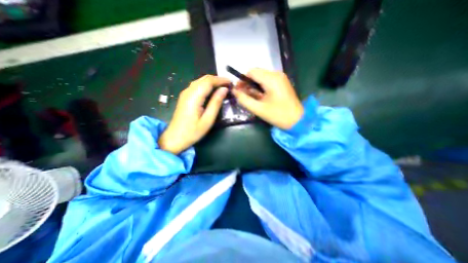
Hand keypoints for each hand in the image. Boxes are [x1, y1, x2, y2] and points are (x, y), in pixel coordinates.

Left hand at [157, 74, 228, 154]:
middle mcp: (188, 91)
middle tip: (228, 84)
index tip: (231, 82)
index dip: (221, 79)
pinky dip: (206, 86)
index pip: (208, 81)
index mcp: (194, 97)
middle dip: (217, 79)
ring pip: (200, 81)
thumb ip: (216, 103)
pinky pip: (197, 86)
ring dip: (212, 82)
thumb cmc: (193, 131)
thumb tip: (224, 89)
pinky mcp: (185, 97)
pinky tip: (212, 91)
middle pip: (204, 79)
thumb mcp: (208, 119)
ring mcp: (185, 93)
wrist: (175, 138)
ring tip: (223, 87)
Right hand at [233, 68, 305, 128]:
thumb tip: (234, 91)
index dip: (242, 80)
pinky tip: (260, 97)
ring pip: (261, 77)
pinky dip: (260, 88)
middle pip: (256, 74)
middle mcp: (276, 74)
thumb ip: (244, 99)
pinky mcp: (282, 83)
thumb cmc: (278, 115)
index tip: (238, 90)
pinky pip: (267, 81)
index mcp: (271, 79)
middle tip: (243, 96)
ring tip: (252, 98)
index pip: (251, 72)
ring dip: (254, 86)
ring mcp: (280, 78)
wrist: (297, 120)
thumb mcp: (258, 109)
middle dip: (248, 84)